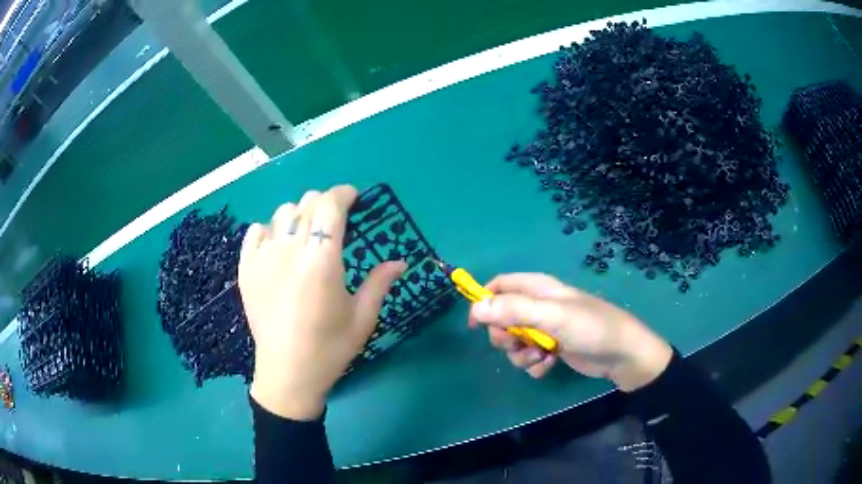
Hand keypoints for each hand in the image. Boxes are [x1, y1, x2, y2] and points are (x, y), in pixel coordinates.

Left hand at [238, 185, 405, 419]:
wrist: (287, 375)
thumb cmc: (330, 349)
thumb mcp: (363, 317)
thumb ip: (380, 282)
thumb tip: (401, 261)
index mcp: (321, 260)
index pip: (330, 205)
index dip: (344, 194)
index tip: (354, 198)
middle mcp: (289, 250)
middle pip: (307, 203)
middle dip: (326, 204)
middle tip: (336, 224)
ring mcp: (262, 257)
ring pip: (282, 213)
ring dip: (299, 216)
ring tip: (307, 237)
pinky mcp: (246, 269)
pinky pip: (256, 231)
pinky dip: (270, 231)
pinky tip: (279, 247)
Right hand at [469, 273, 671, 391]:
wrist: (623, 355)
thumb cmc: (591, 328)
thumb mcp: (552, 316)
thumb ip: (514, 310)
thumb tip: (476, 308)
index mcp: (539, 288)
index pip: (501, 285)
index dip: (485, 301)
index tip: (476, 325)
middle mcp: (540, 306)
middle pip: (503, 318)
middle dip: (505, 336)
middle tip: (516, 344)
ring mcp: (547, 330)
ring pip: (515, 342)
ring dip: (521, 354)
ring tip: (540, 358)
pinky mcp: (554, 349)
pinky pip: (530, 358)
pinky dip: (535, 364)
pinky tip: (550, 366)